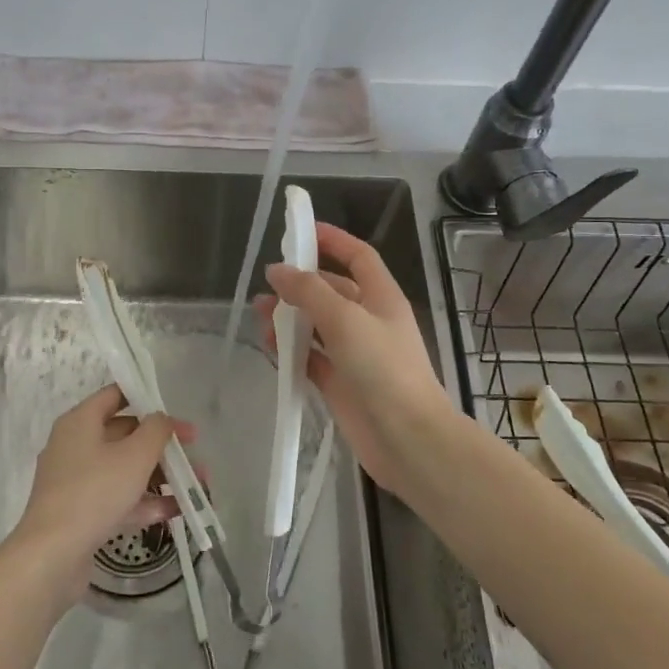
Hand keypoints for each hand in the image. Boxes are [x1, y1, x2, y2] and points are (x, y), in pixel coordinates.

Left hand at [11, 384, 193, 604]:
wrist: (52, 556)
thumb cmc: (95, 492)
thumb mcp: (135, 455)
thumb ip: (156, 430)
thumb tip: (161, 419)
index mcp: (80, 422)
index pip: (114, 395)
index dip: (146, 398)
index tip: (175, 411)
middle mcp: (75, 445)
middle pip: (124, 434)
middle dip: (162, 444)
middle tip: (194, 451)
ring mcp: (76, 481)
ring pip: (124, 469)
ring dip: (160, 475)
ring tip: (197, 485)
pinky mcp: (81, 512)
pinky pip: (118, 498)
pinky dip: (145, 501)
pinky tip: (177, 510)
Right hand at [257, 222, 459, 498]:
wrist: (408, 439)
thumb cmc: (384, 369)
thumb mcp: (346, 320)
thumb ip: (309, 292)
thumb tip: (277, 271)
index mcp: (381, 298)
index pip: (358, 256)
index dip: (333, 240)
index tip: (301, 229)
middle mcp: (369, 321)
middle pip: (332, 291)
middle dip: (300, 283)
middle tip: (267, 284)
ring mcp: (355, 354)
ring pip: (317, 325)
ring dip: (290, 317)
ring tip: (260, 314)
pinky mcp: (341, 383)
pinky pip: (311, 358)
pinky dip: (291, 351)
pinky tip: (270, 347)